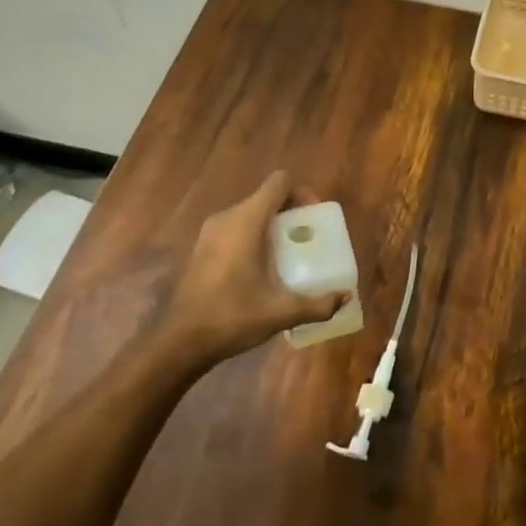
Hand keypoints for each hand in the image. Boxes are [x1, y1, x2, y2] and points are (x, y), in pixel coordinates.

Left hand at [159, 171, 346, 369]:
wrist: (179, 342)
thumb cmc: (231, 317)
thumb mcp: (280, 312)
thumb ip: (317, 304)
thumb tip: (345, 297)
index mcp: (247, 221)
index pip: (279, 183)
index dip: (302, 193)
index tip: (314, 218)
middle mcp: (227, 218)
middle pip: (266, 197)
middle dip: (291, 212)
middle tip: (308, 239)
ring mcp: (211, 232)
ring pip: (251, 213)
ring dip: (273, 225)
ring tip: (289, 254)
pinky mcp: (202, 247)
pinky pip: (236, 228)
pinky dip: (254, 236)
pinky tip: (263, 268)